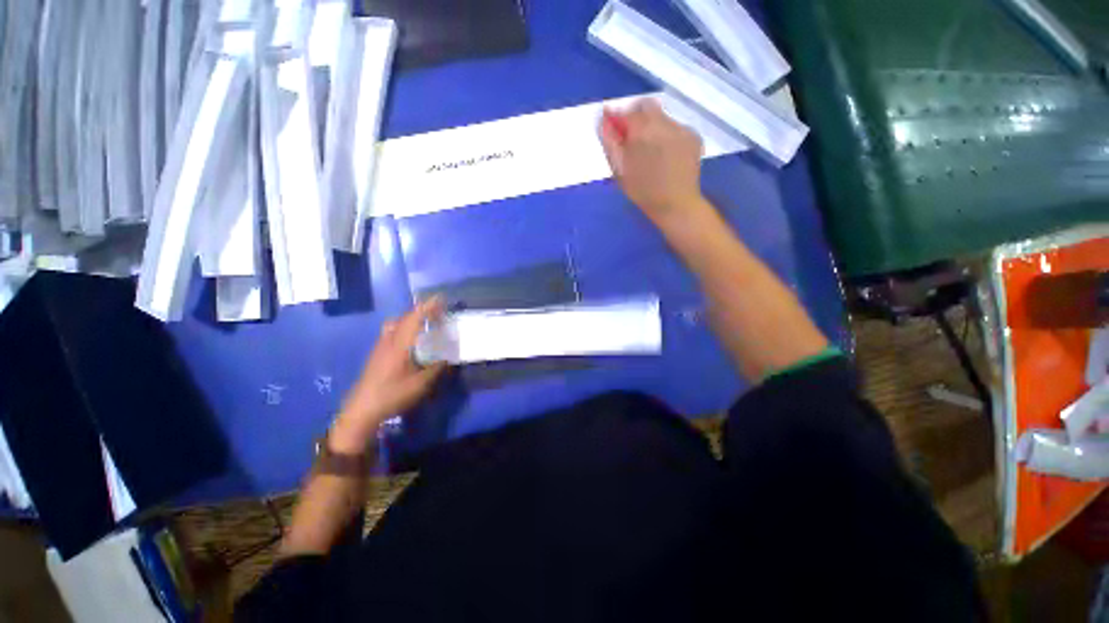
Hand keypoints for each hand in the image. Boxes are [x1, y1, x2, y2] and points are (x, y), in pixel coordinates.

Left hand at [330, 298, 448, 452]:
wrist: (361, 410)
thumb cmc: (392, 395)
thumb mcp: (420, 384)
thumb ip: (436, 369)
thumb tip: (448, 358)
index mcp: (399, 345)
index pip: (414, 318)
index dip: (427, 307)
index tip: (440, 298)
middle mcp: (388, 341)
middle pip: (404, 318)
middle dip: (421, 311)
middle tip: (437, 312)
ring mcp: (380, 347)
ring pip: (395, 324)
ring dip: (411, 319)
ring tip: (425, 324)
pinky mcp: (377, 354)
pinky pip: (392, 332)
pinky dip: (404, 328)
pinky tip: (411, 341)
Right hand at [599, 99, 706, 224]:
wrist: (676, 203)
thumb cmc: (642, 191)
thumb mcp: (619, 169)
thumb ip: (610, 142)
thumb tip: (603, 121)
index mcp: (642, 130)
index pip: (626, 112)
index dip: (617, 117)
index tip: (612, 126)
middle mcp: (663, 122)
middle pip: (646, 106)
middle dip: (635, 116)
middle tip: (630, 136)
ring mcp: (681, 128)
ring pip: (662, 116)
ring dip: (652, 126)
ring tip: (649, 149)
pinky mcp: (693, 136)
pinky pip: (675, 127)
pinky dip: (666, 134)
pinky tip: (665, 154)